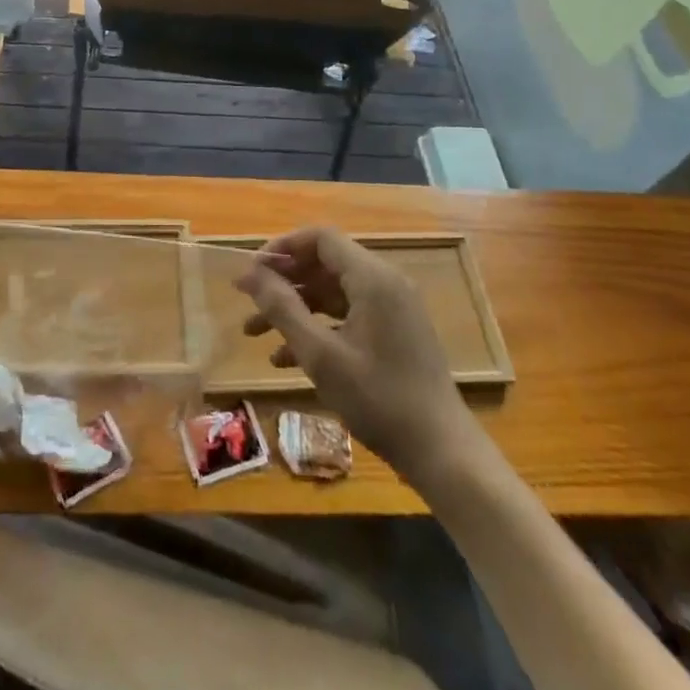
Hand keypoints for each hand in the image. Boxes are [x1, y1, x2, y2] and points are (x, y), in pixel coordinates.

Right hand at [235, 227, 484, 487]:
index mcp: (372, 278)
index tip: (252, 273)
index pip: (320, 238)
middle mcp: (385, 282)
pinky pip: (348, 314)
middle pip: (325, 263)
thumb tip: (248, 272)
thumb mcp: (320, 355)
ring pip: (333, 291)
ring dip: (295, 307)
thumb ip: (282, 308)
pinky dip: (317, 326)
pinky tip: (287, 358)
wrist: (441, 452)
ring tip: (255, 333)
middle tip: (248, 302)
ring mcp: (393, 307)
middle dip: (283, 281)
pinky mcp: (395, 331)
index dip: (282, 248)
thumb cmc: (378, 399)